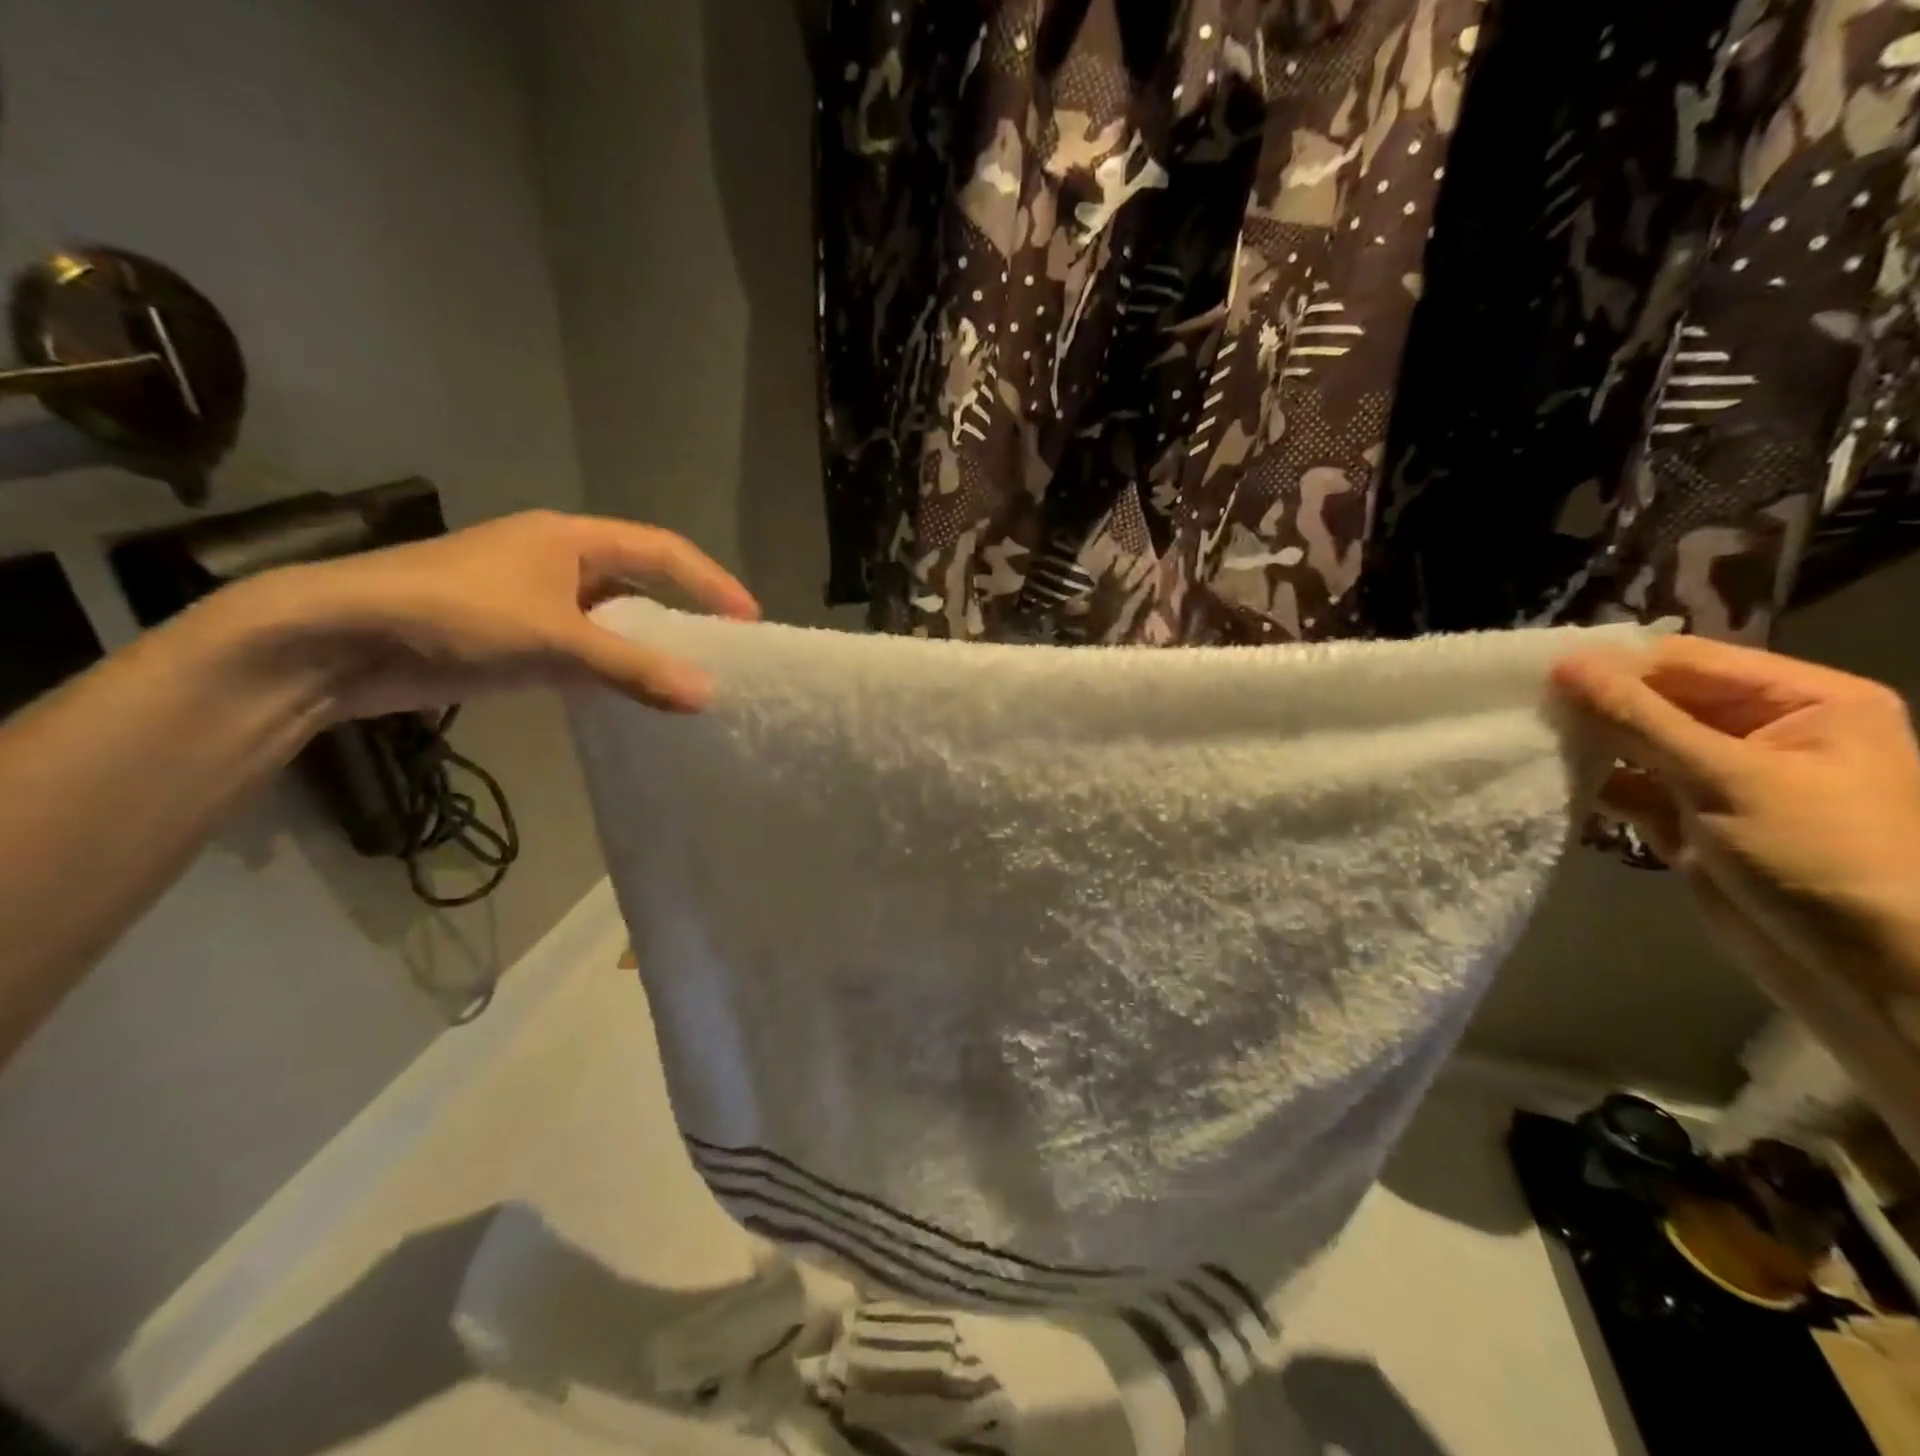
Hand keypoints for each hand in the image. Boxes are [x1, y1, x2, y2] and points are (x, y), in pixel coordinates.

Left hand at [229, 510, 758, 718]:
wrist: (335, 640)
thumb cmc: (454, 615)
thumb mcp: (554, 642)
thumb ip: (633, 669)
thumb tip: (708, 696)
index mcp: (570, 538)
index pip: (661, 551)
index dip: (710, 582)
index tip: (749, 620)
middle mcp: (556, 559)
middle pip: (639, 580)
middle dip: (684, 611)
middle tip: (724, 648)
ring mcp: (532, 597)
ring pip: (610, 617)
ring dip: (647, 643)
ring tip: (689, 674)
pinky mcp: (511, 634)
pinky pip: (582, 645)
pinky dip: (611, 665)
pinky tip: (630, 691)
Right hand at [1553, 636, 1919, 1010]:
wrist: (1867, 973)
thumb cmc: (1819, 856)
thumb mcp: (1727, 777)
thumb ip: (1639, 718)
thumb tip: (1564, 664)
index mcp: (1805, 701)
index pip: (1687, 662)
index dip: (1615, 665)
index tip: (1539, 673)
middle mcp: (1763, 730)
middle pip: (1658, 700)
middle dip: (1596, 707)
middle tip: (1524, 707)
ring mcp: (1723, 777)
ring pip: (1637, 744)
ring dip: (1588, 746)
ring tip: (1529, 740)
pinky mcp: (1690, 818)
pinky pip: (1631, 786)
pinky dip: (1594, 784)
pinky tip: (1549, 778)